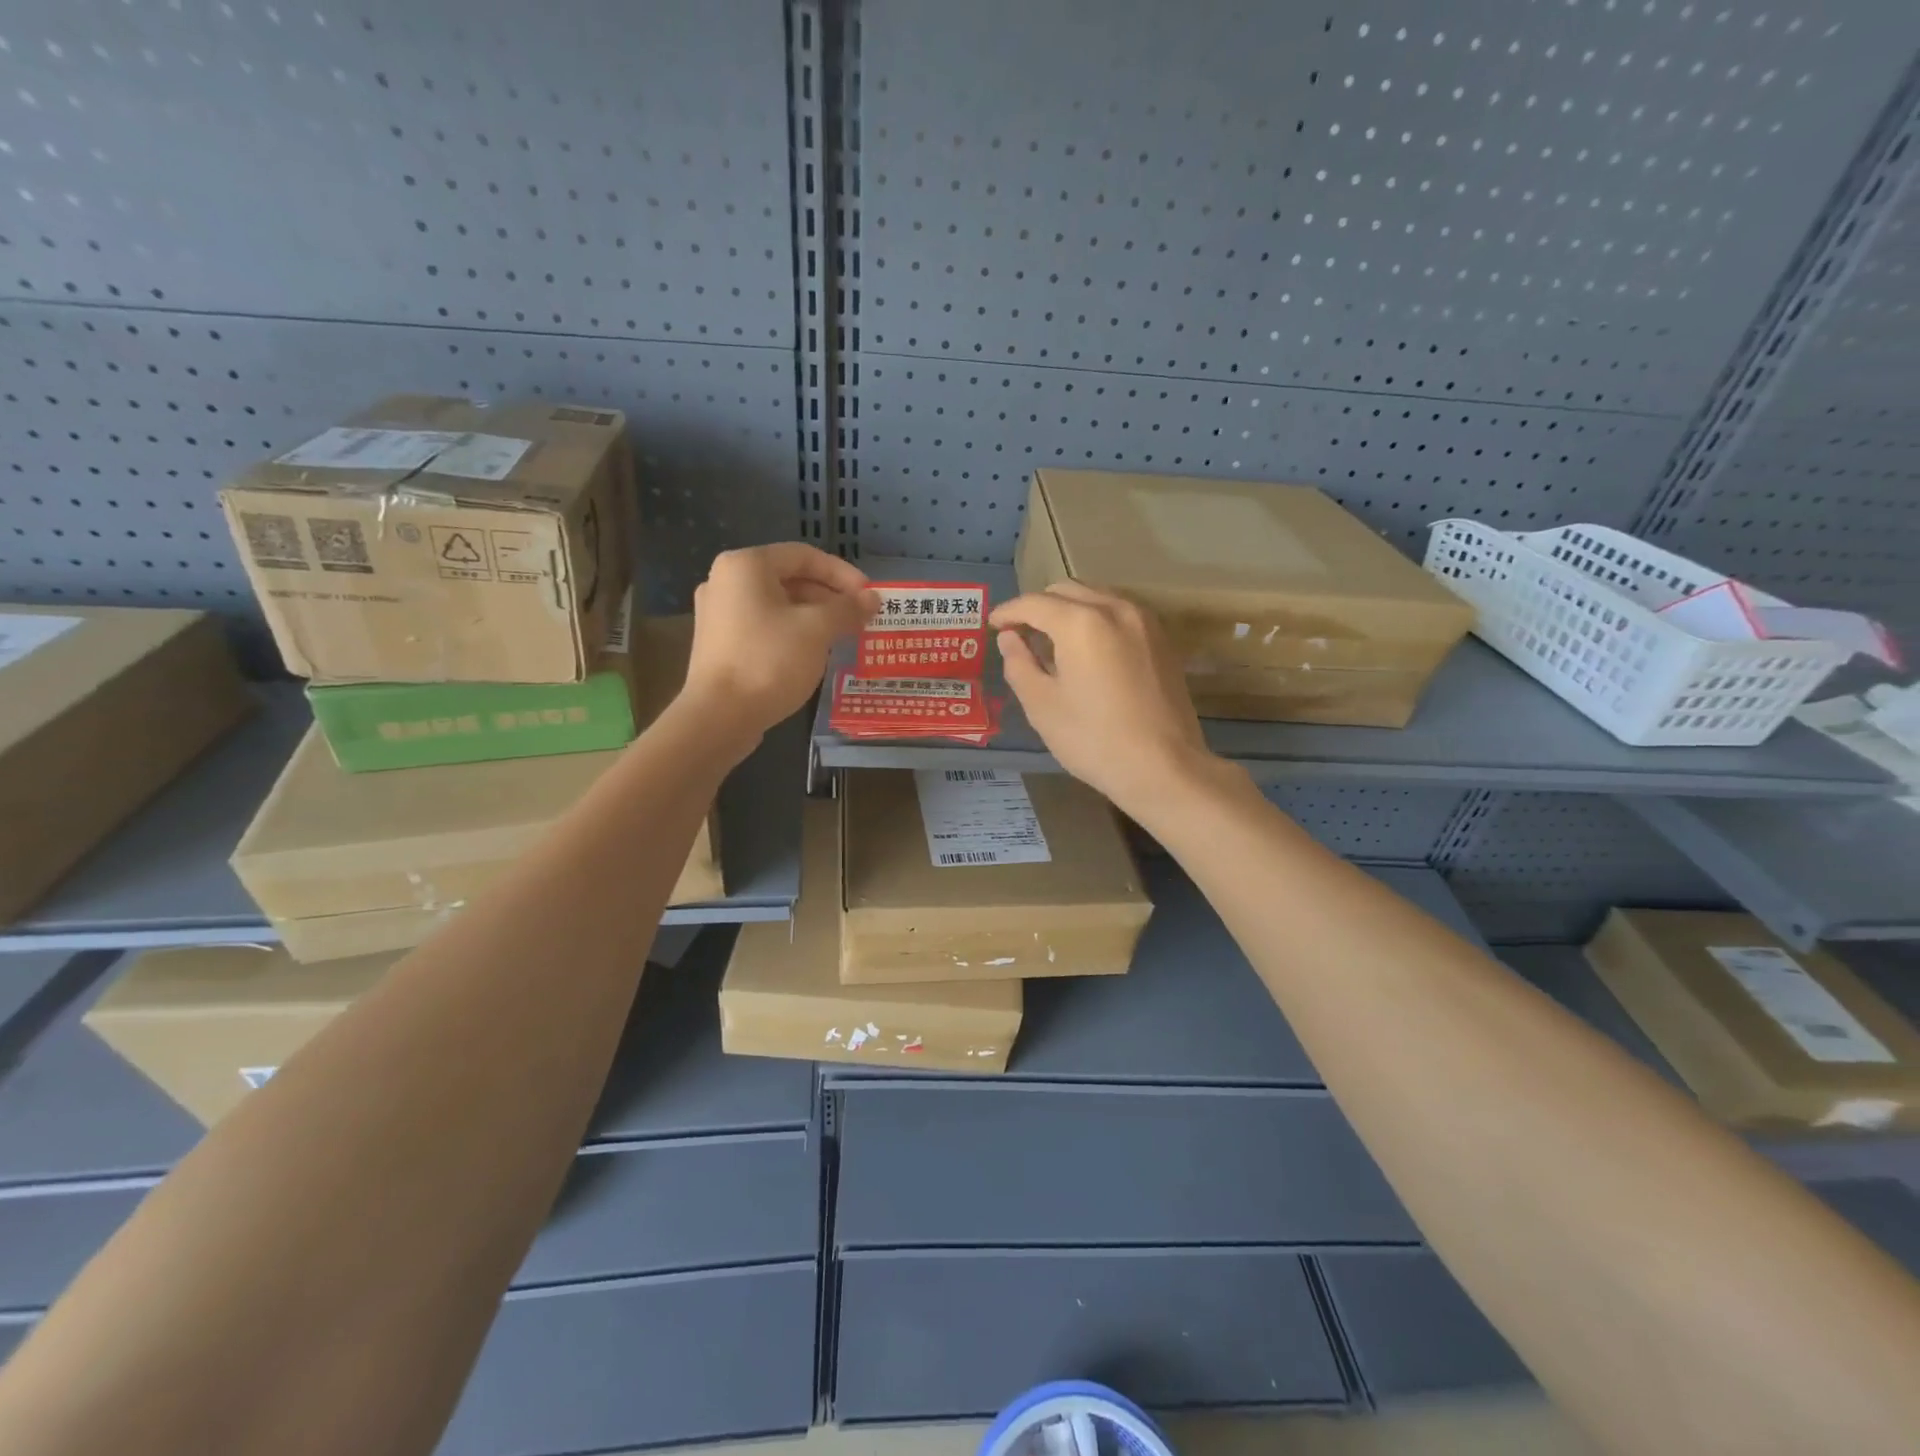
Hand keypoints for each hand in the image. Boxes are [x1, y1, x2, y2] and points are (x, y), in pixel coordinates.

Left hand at [683, 543, 876, 738]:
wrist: (719, 716)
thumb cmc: (769, 661)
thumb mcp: (817, 630)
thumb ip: (847, 608)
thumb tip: (873, 599)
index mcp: (746, 565)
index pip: (805, 556)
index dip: (843, 573)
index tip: (869, 596)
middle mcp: (726, 581)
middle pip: (789, 578)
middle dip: (830, 597)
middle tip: (860, 618)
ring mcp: (718, 614)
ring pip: (778, 605)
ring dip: (814, 616)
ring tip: (843, 636)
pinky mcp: (719, 644)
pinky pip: (764, 626)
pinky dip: (792, 632)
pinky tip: (813, 653)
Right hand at [990, 583, 1211, 811]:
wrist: (1163, 766)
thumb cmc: (1094, 739)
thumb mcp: (1042, 705)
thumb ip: (1019, 664)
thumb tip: (1009, 638)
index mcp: (1081, 622)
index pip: (1034, 603)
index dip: (1008, 612)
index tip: (993, 625)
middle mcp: (1114, 608)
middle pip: (1066, 590)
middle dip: (1038, 607)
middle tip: (1020, 634)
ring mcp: (1143, 621)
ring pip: (1096, 597)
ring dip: (1069, 610)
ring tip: (1052, 641)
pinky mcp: (1161, 639)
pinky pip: (1119, 613)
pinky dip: (1095, 619)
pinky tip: (1087, 650)